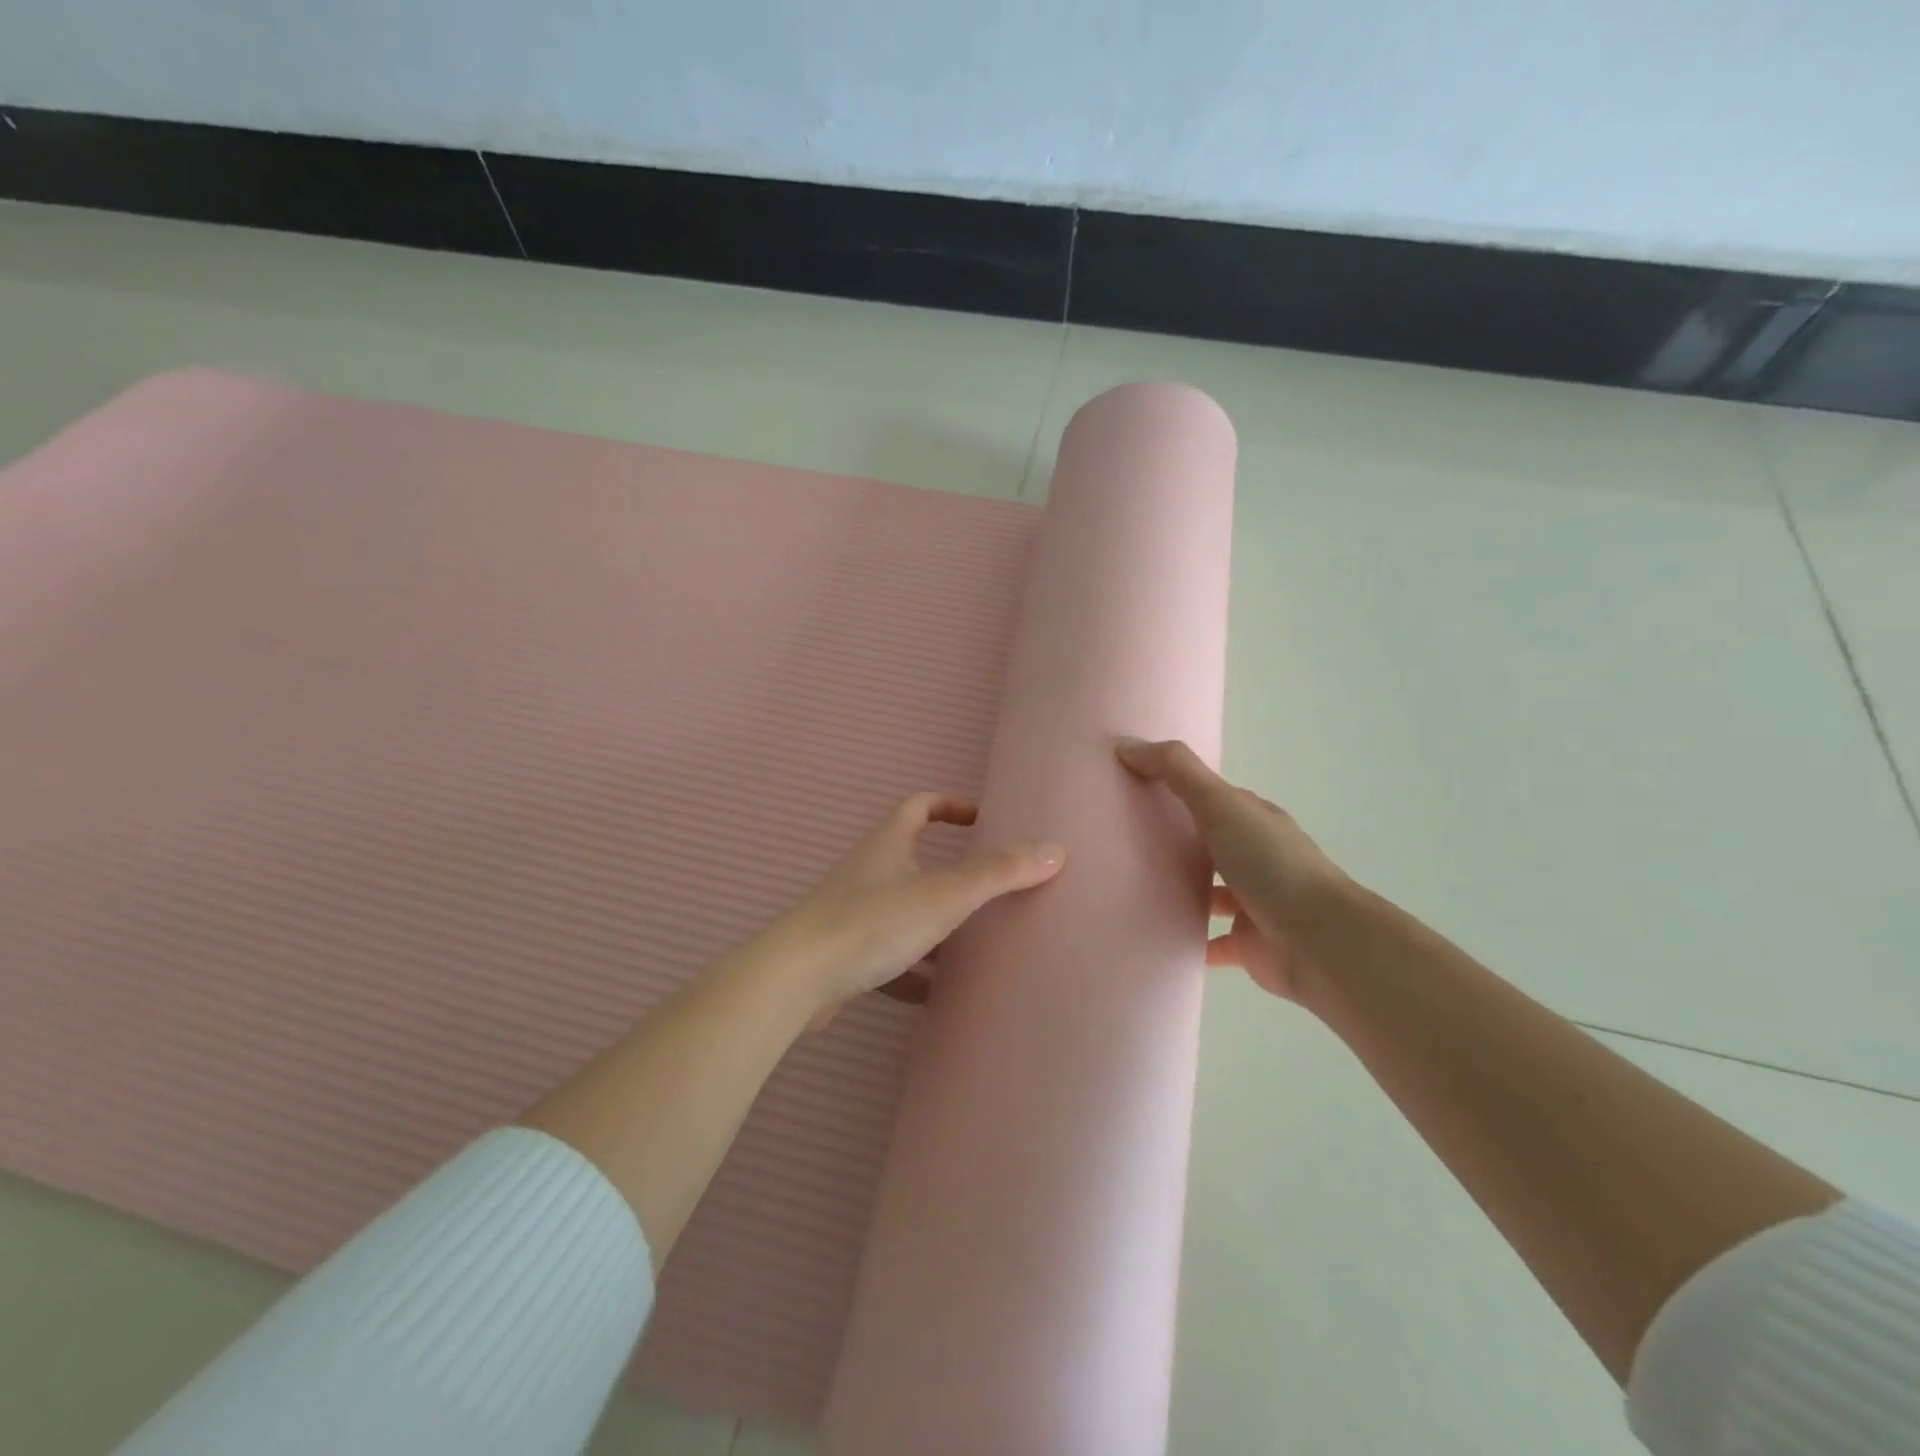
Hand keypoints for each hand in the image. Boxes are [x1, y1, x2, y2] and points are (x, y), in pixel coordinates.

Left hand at [764, 794, 1065, 1024]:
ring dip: (936, 927)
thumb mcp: (946, 895)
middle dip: (951, 875)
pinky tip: (938, 995)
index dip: (950, 806)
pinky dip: (914, 972)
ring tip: (975, 948)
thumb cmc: (874, 922)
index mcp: (889, 844)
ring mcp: (853, 915)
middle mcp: (869, 872)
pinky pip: (889, 958)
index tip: (981, 821)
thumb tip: (1055, 850)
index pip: (920, 806)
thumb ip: (1000, 873)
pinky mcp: (845, 957)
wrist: (797, 980)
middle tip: (989, 892)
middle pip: (914, 861)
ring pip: (903, 913)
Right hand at [1117, 738, 1346, 1001]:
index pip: (1210, 798)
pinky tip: (1154, 934)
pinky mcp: (1247, 944)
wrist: (1319, 942)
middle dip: (1174, 841)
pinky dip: (1188, 938)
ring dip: (1180, 890)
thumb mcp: (1221, 805)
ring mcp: (1253, 902)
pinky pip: (1209, 941)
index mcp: (1252, 820)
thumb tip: (1125, 745)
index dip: (1175, 788)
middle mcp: (1256, 857)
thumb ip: (1176, 772)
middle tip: (1121, 840)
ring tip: (1132, 887)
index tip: (1132, 787)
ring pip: (1208, 892)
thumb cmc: (1271, 864)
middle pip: (1208, 843)